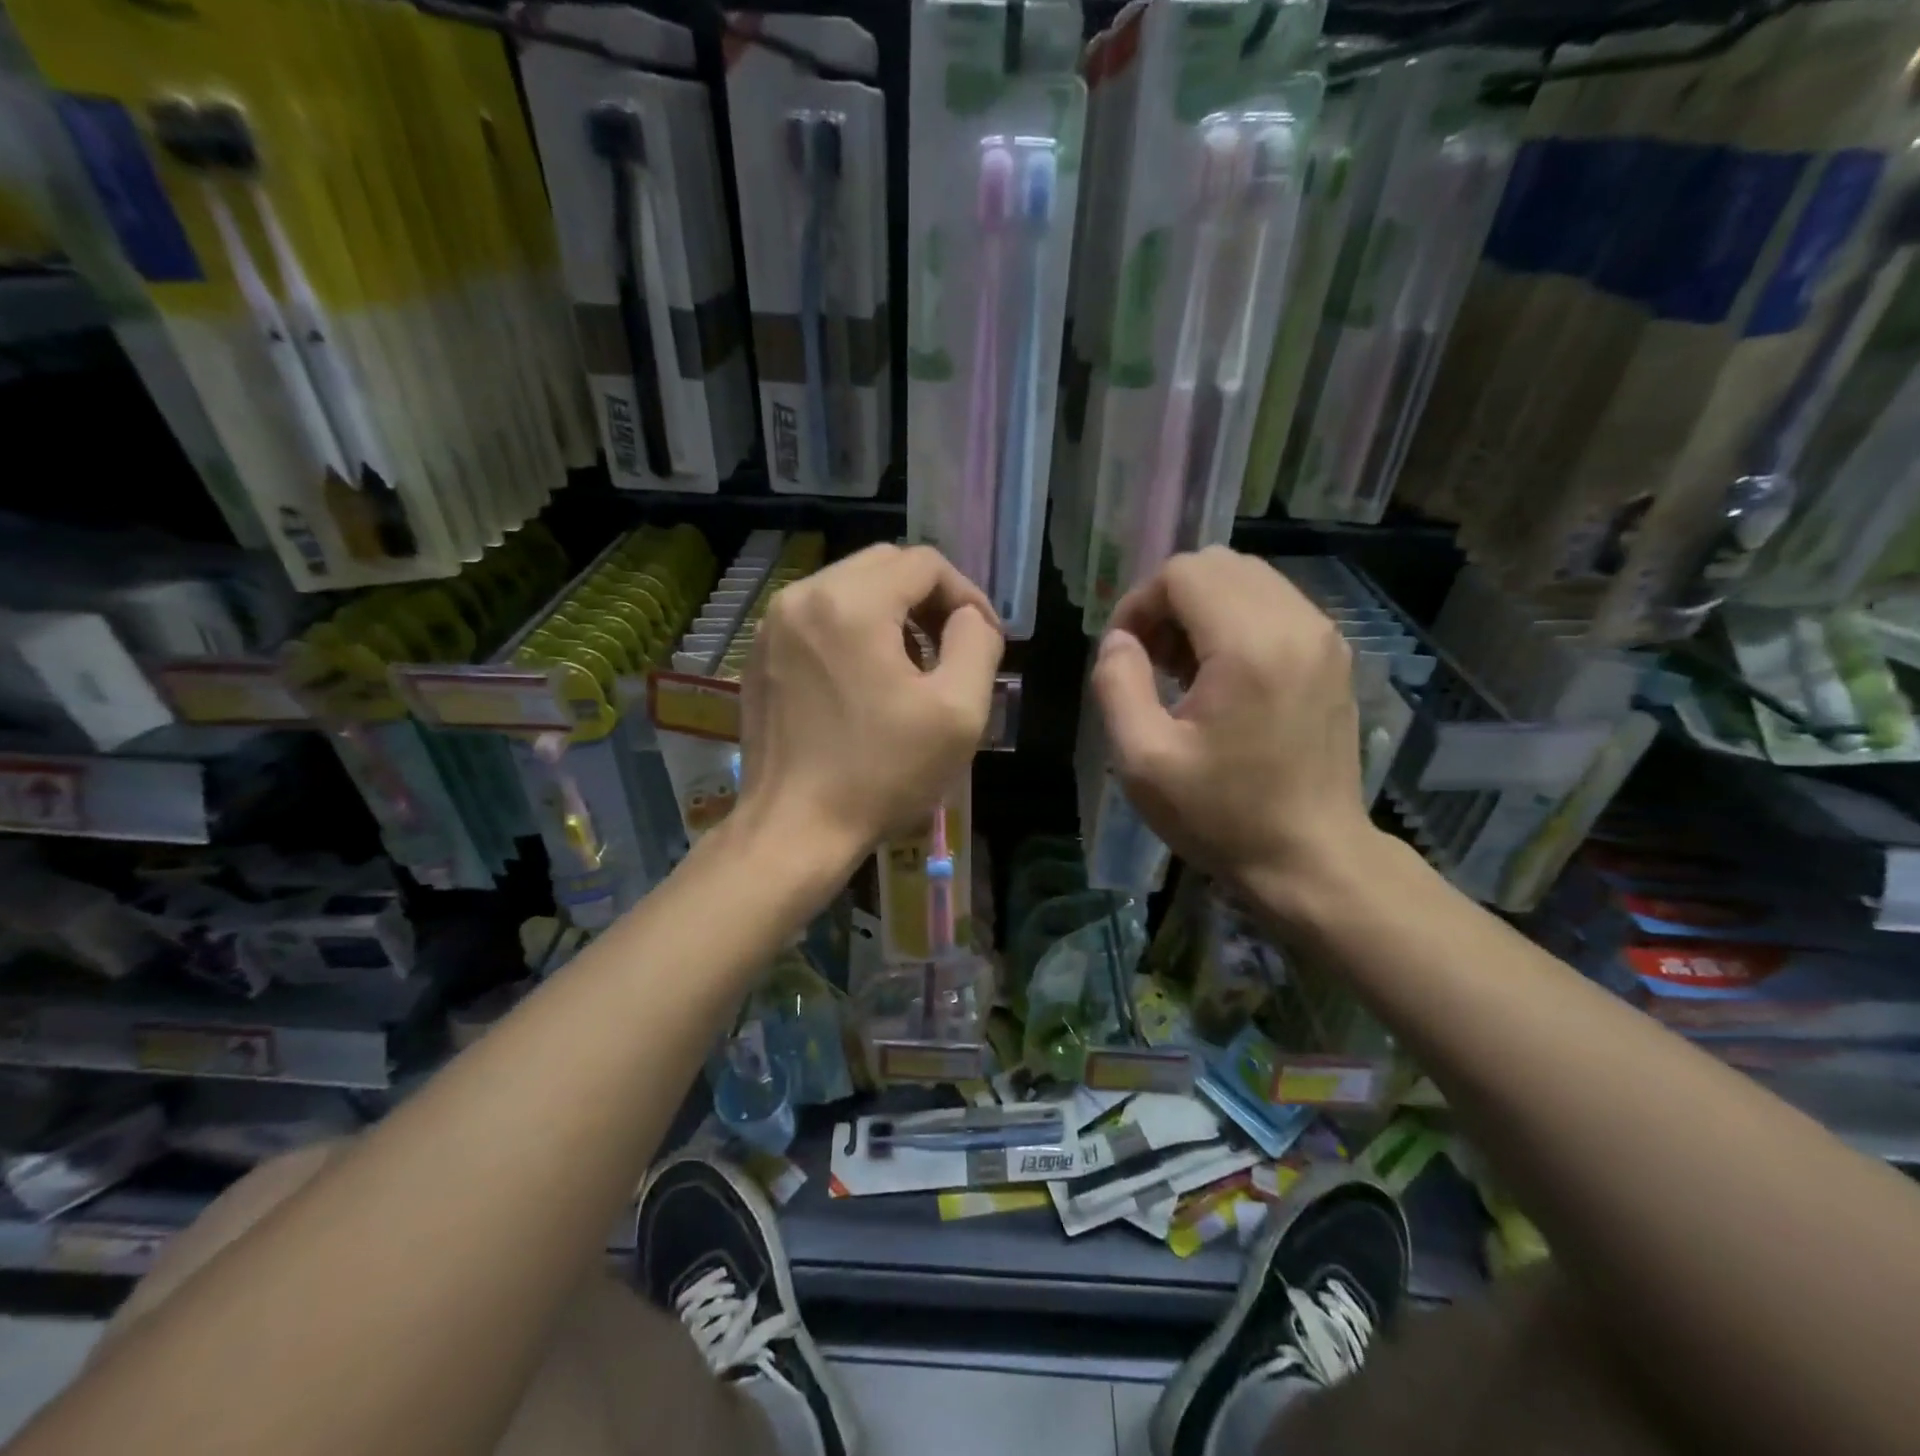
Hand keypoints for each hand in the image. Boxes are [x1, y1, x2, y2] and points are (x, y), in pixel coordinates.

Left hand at [738, 544, 1003, 872]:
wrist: (794, 830)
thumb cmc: (881, 774)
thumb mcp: (958, 712)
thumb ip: (977, 643)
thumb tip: (969, 617)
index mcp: (851, 602)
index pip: (924, 563)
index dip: (966, 595)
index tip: (984, 639)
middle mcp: (803, 596)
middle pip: (884, 566)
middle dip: (928, 600)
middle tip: (953, 649)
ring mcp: (773, 626)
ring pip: (850, 589)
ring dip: (892, 615)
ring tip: (915, 669)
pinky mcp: (760, 656)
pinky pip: (819, 618)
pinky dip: (854, 632)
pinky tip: (868, 682)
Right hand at [1091, 547, 1376, 909]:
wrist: (1311, 859)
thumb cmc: (1221, 816)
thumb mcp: (1142, 759)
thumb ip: (1117, 684)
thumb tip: (1119, 639)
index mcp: (1249, 646)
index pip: (1182, 573)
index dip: (1138, 603)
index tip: (1124, 654)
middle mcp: (1296, 624)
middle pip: (1216, 566)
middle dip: (1169, 601)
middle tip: (1150, 660)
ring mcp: (1324, 638)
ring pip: (1247, 581)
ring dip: (1202, 610)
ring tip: (1181, 670)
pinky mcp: (1333, 656)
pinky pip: (1274, 606)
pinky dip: (1235, 622)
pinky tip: (1221, 677)